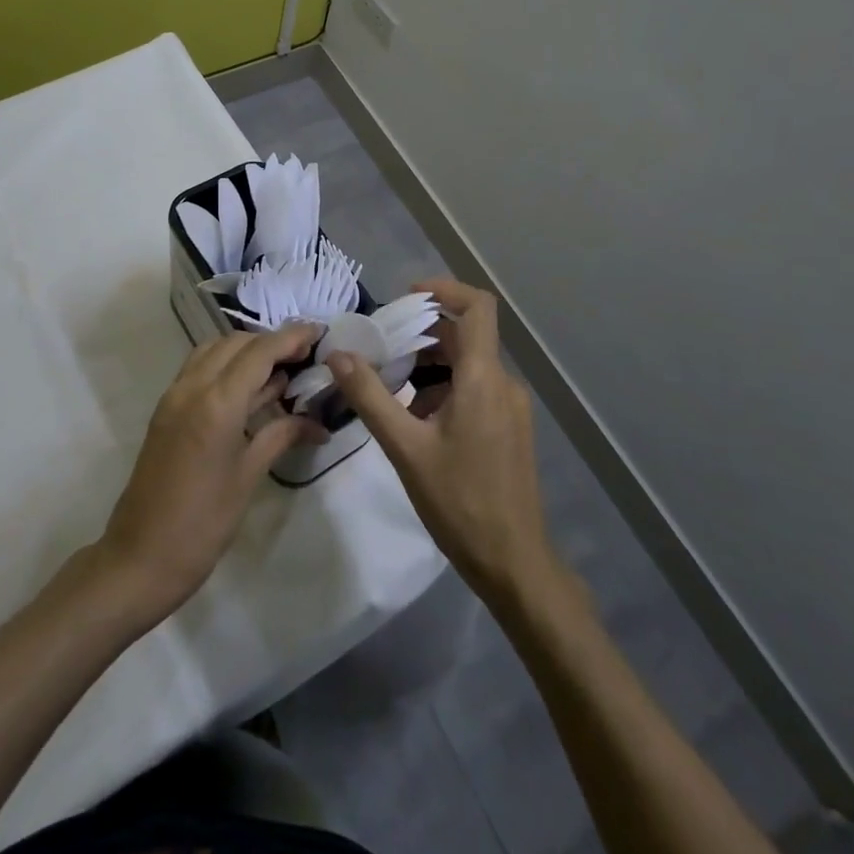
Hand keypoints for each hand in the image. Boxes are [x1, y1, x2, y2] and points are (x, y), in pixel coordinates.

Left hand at [97, 326, 325, 625]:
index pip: (260, 352)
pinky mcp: (166, 410)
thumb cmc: (203, 524)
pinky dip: (225, 364)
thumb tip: (318, 423)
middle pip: (235, 343)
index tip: (318, 331)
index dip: (291, 337)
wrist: (140, 557)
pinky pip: (198, 368)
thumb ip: (281, 435)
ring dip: (245, 350)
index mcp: (217, 402)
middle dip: (270, 342)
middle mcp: (192, 387)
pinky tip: (248, 388)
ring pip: (213, 350)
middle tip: (303, 356)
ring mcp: (174, 396)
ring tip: (279, 368)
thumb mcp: (248, 477)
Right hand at [327, 279, 556, 603]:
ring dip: (429, 365)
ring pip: (468, 364)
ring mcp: (510, 408)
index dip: (444, 290)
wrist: (514, 563)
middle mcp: (503, 383)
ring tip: (391, 387)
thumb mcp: (405, 448)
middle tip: (381, 349)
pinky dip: (444, 388)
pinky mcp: (509, 429)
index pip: (477, 307)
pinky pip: (475, 389)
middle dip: (422, 335)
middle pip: (465, 336)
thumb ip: (370, 397)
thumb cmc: (459, 502)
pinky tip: (416, 419)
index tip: (406, 296)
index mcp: (483, 378)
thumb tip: (339, 354)